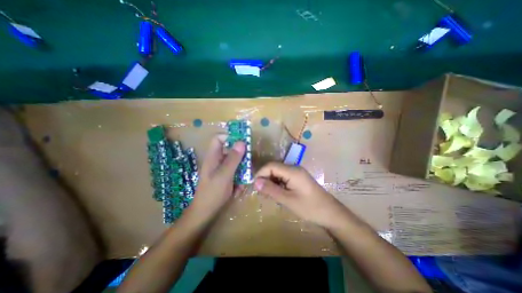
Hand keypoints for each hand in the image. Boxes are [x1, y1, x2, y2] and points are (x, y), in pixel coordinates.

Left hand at [191, 135, 246, 219]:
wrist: (206, 212)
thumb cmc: (213, 192)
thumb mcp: (224, 175)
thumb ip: (233, 158)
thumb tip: (242, 142)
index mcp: (213, 156)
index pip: (219, 138)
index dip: (230, 137)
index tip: (243, 142)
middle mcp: (217, 160)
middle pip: (230, 150)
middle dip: (240, 157)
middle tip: (248, 164)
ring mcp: (221, 169)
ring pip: (235, 162)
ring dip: (241, 171)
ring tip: (242, 181)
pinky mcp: (225, 176)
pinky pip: (235, 172)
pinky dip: (239, 178)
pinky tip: (238, 188)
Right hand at [254, 162, 346, 228]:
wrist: (331, 213)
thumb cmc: (310, 208)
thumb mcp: (288, 200)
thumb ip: (271, 190)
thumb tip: (255, 182)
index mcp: (292, 171)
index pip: (271, 166)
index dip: (260, 173)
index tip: (254, 185)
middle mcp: (294, 168)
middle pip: (274, 168)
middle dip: (265, 178)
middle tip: (260, 191)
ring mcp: (297, 172)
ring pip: (278, 172)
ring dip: (271, 181)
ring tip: (267, 193)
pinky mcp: (298, 178)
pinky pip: (284, 177)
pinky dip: (277, 183)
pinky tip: (277, 192)